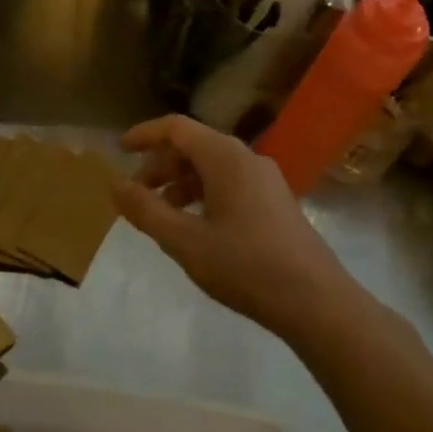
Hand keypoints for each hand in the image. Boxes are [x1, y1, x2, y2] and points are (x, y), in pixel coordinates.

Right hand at [111, 114, 348, 338]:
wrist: (317, 303)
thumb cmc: (246, 266)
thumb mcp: (185, 241)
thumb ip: (146, 210)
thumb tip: (115, 184)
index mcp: (225, 157)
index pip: (176, 128)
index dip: (144, 135)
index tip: (119, 150)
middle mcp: (247, 158)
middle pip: (193, 146)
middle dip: (160, 166)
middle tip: (137, 195)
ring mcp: (266, 180)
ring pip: (211, 167)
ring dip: (180, 183)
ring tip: (161, 214)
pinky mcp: (276, 202)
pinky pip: (229, 183)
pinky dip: (203, 194)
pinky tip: (195, 227)